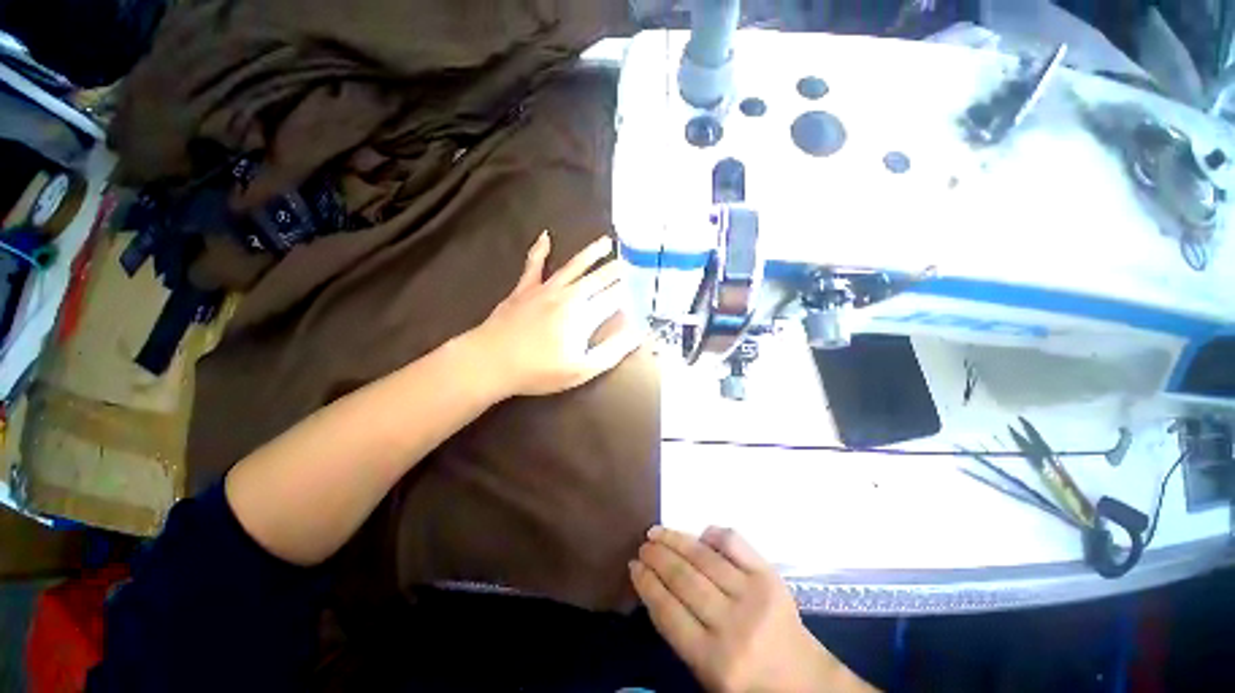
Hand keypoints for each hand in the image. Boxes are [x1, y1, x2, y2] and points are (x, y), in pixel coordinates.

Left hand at [468, 231, 643, 398]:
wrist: (490, 361)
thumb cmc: (538, 370)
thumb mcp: (582, 369)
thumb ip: (612, 350)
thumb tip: (637, 332)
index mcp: (585, 314)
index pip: (615, 297)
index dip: (631, 291)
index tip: (644, 284)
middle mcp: (569, 295)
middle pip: (599, 278)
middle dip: (617, 269)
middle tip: (633, 260)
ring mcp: (545, 289)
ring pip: (574, 266)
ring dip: (591, 253)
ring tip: (606, 242)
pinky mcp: (524, 289)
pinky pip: (534, 265)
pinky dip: (539, 250)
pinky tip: (545, 236)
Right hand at [631, 527, 875, 692]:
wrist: (804, 682)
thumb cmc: (748, 684)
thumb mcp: (706, 675)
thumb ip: (679, 633)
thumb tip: (654, 585)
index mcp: (714, 661)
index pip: (667, 612)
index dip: (646, 584)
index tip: (633, 566)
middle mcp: (732, 625)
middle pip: (683, 579)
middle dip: (657, 557)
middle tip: (643, 545)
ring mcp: (753, 595)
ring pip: (704, 557)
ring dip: (675, 539)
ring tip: (657, 532)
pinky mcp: (770, 576)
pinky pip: (734, 543)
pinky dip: (713, 533)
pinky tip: (699, 533)